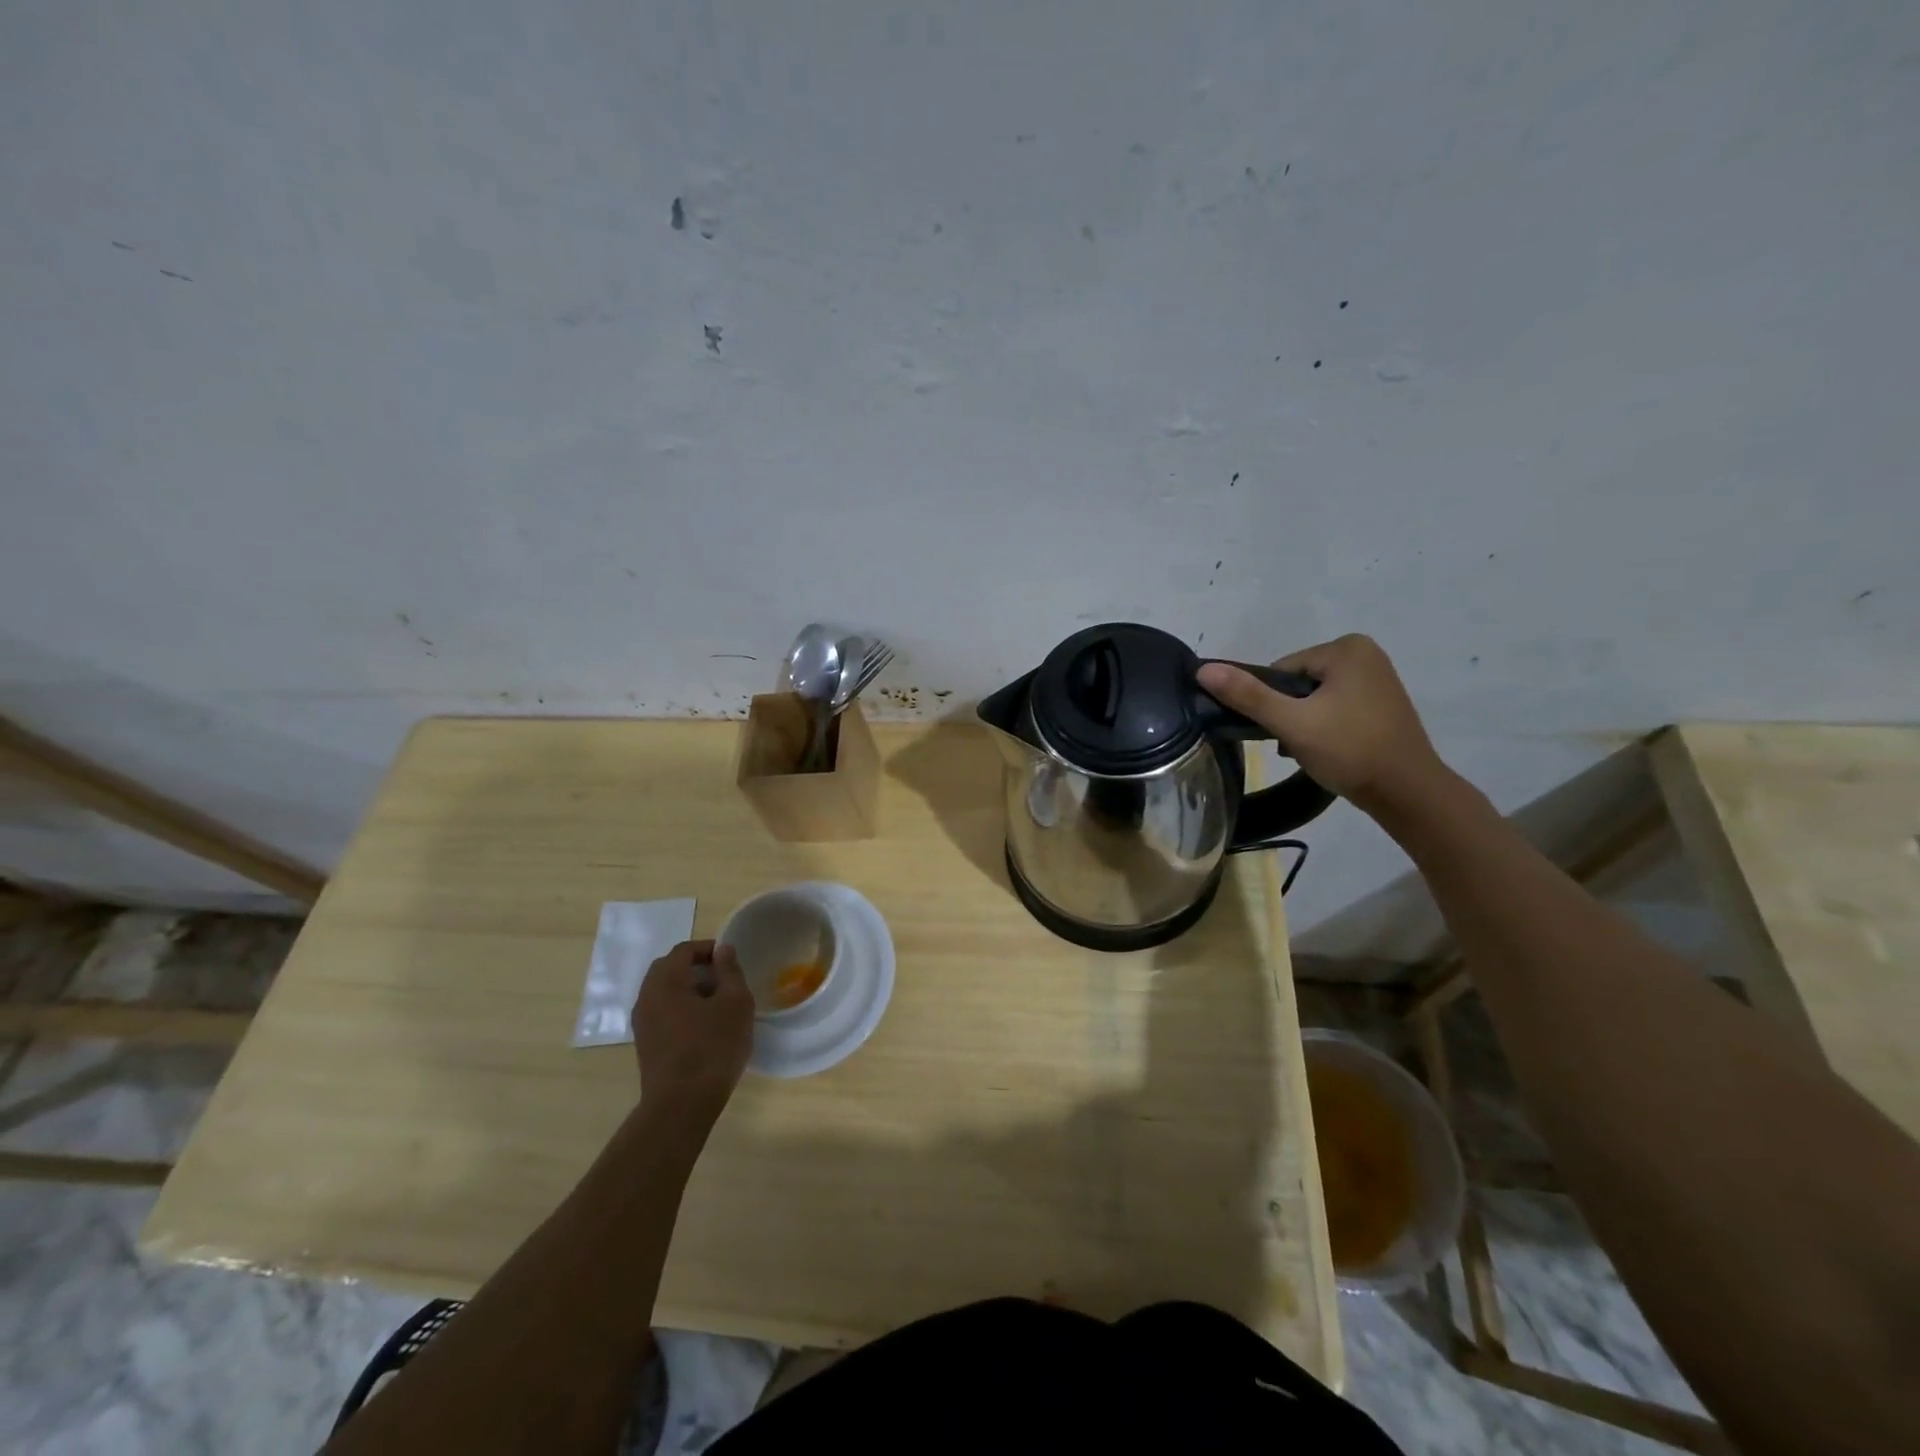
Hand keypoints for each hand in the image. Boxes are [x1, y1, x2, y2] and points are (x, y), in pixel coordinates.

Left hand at [631, 940, 753, 1123]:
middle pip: (669, 969)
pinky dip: (681, 1008)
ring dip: (689, 989)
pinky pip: (662, 1012)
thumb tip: (722, 949)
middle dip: (696, 968)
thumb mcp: (735, 1002)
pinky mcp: (645, 1043)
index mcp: (665, 980)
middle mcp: (646, 996)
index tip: (731, 961)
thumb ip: (729, 971)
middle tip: (724, 980)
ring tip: (717, 1004)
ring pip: (665, 992)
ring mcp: (642, 1022)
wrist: (682, 1104)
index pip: (684, 950)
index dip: (709, 949)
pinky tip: (703, 1026)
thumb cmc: (713, 1047)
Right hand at [1196, 634, 1448, 814]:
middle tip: (1296, 745)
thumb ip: (1248, 695)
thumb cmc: (1350, 750)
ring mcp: (1377, 677)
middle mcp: (1365, 653)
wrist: (1408, 792)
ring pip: (1314, 697)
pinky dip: (1325, 726)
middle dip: (1289, 714)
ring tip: (1312, 750)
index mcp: (1346, 648)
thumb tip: (1203, 669)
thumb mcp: (1293, 723)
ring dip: (1304, 723)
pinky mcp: (1381, 701)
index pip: (1281, 671)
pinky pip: (1335, 706)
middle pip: (1297, 683)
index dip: (1272, 703)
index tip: (1283, 731)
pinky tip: (1329, 750)